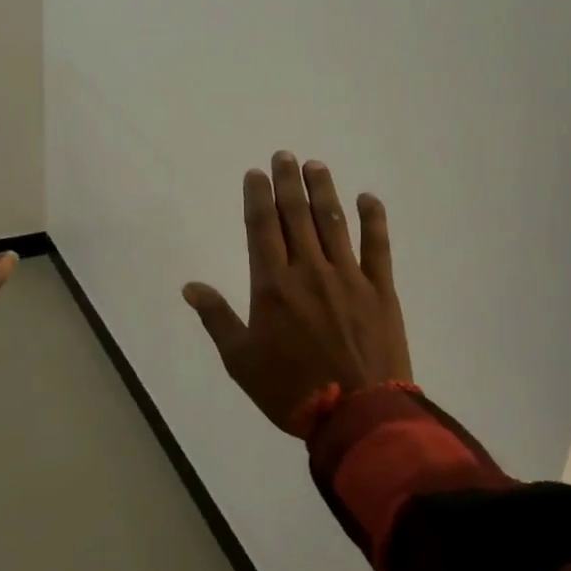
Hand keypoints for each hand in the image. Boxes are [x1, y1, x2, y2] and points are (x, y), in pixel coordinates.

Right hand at [183, 153, 411, 435]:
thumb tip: (189, 286)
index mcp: (273, 285)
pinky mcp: (380, 290)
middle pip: (296, 215)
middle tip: (285, 155)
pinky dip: (373, 219)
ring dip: (324, 190)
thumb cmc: (291, 391)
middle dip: (288, 182)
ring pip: (333, 222)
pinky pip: (377, 246)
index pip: (262, 228)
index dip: (258, 197)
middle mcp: (309, 270)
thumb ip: (217, 318)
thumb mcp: (241, 361)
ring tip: (316, 165)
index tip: (256, 173)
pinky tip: (368, 198)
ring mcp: (348, 277)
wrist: (357, 415)